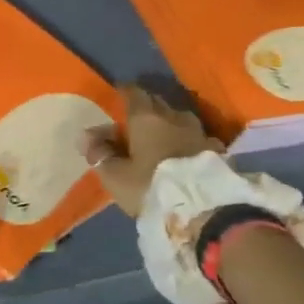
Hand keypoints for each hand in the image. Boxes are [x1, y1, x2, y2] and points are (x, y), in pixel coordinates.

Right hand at [84, 84, 222, 215]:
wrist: (205, 211)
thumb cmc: (151, 188)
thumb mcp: (115, 176)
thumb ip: (100, 153)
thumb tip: (86, 136)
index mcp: (146, 119)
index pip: (134, 93)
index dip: (124, 91)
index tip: (118, 93)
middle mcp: (174, 118)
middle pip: (158, 102)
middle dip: (146, 105)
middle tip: (134, 117)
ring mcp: (199, 133)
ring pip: (180, 118)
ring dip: (169, 122)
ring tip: (161, 134)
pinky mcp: (217, 151)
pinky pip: (197, 137)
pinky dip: (187, 140)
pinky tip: (185, 151)